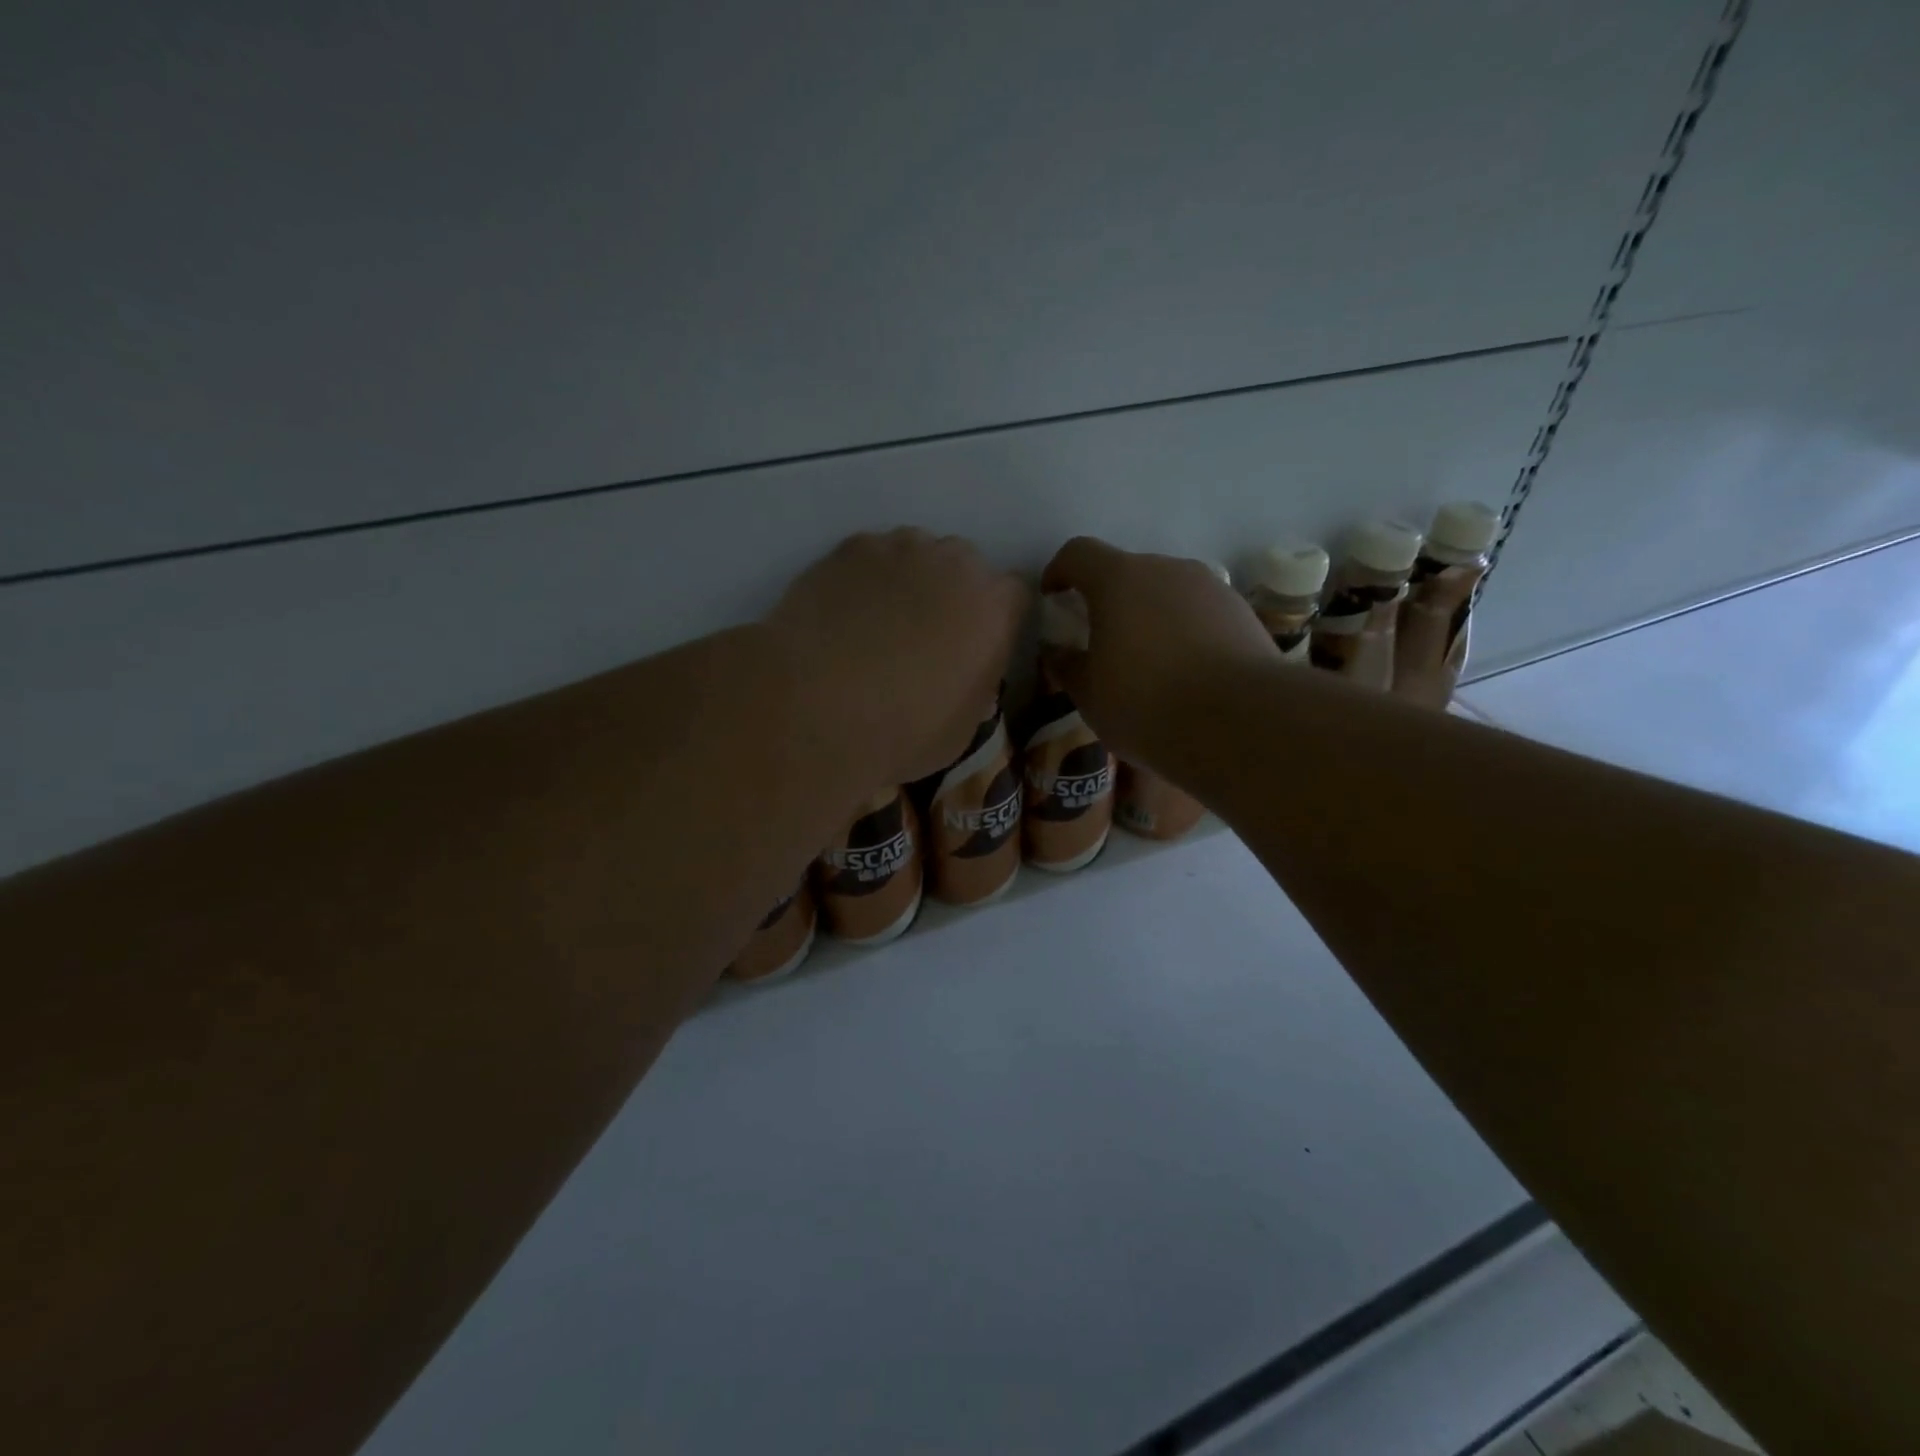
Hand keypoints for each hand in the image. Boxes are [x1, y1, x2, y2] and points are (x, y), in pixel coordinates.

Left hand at [767, 529, 1028, 794]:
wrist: (817, 709)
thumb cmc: (903, 731)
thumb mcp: (963, 727)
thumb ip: (976, 685)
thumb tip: (964, 672)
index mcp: (995, 608)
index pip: (1013, 596)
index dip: (994, 620)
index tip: (975, 646)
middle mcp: (956, 563)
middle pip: (965, 566)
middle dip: (952, 593)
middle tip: (924, 635)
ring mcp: (900, 548)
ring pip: (916, 553)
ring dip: (908, 580)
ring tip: (877, 622)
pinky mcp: (850, 548)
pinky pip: (869, 556)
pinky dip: (864, 578)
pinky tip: (843, 614)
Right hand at [1040, 536, 1277, 766]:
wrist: (1241, 723)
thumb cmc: (1147, 705)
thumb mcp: (1090, 696)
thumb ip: (1068, 667)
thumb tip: (1060, 654)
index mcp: (1119, 580)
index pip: (1078, 553)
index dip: (1059, 571)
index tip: (1053, 598)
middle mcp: (1166, 569)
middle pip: (1127, 572)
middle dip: (1108, 600)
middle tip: (1101, 642)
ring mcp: (1211, 587)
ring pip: (1167, 592)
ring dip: (1149, 616)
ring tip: (1148, 662)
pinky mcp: (1242, 613)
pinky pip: (1199, 613)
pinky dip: (1184, 631)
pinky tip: (1187, 672)